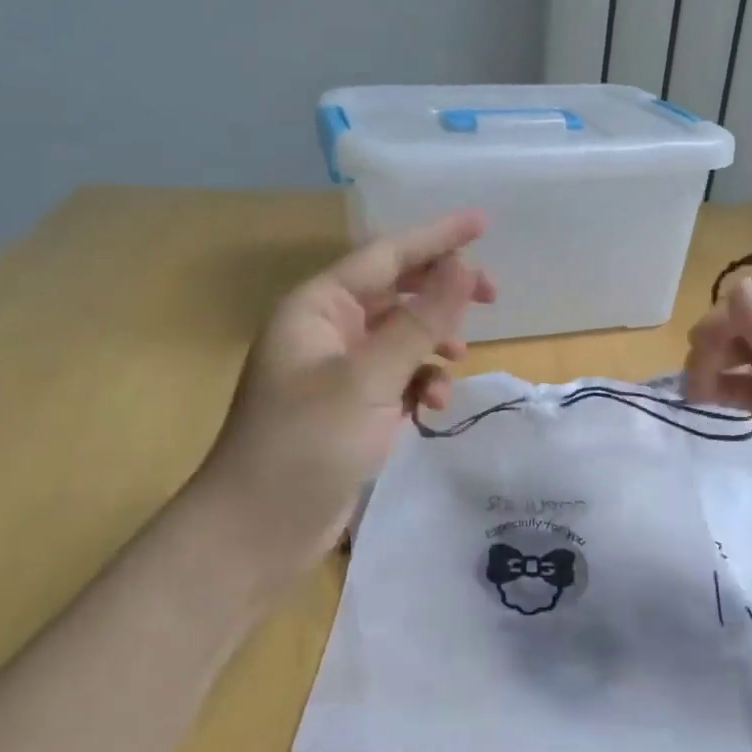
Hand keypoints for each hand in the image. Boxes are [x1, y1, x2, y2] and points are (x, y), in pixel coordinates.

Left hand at [191, 211, 494, 578]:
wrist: (258, 529)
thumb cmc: (306, 444)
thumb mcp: (369, 379)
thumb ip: (420, 323)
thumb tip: (463, 267)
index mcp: (318, 307)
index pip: (386, 255)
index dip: (437, 237)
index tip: (483, 222)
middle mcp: (326, 329)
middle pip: (396, 293)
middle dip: (442, 296)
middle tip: (493, 297)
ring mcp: (337, 370)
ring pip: (400, 338)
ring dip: (432, 346)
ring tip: (456, 364)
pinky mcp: (349, 408)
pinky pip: (395, 377)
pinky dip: (417, 384)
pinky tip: (430, 406)